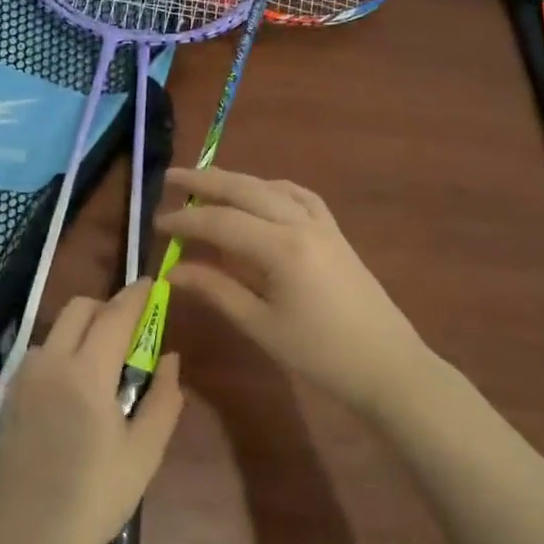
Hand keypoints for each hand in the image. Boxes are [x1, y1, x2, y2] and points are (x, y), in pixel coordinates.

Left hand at [0, 281, 185, 543]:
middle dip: (108, 307)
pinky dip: (64, 349)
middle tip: (133, 329)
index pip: (115, 315)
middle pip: (79, 308)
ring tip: (106, 363)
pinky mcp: (11, 394)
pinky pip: (42, 352)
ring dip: (84, 329)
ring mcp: (25, 377)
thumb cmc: (94, 498)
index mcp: (87, 374)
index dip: (136, 296)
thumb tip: (170, 359)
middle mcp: (51, 362)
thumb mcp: (143, 453)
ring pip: (57, 328)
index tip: (154, 284)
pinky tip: (77, 385)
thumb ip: (163, 399)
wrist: (25, 537)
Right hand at [159, 167, 436, 417]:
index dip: (185, 221)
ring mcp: (323, 224)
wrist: (387, 365)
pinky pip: (298, 195)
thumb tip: (173, 270)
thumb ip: (216, 290)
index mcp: (282, 248)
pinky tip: (258, 195)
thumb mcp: (261, 325)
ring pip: (271, 186)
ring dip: (236, 181)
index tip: (156, 225)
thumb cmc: (320, 354)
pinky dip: (270, 188)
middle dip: (205, 181)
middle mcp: (302, 223)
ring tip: (205, 183)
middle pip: (246, 189)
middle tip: (170, 178)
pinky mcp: (335, 232)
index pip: (221, 222)